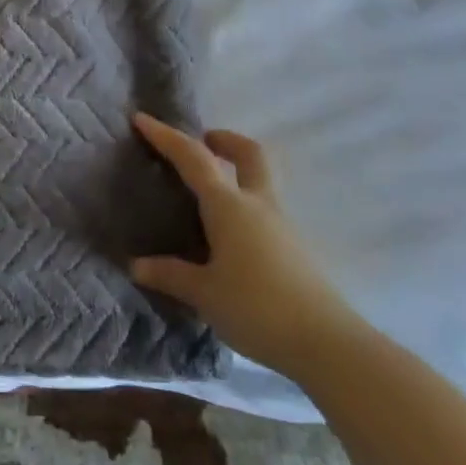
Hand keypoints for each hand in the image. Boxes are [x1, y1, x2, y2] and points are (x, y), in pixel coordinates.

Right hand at [129, 115, 363, 378]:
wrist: (328, 345)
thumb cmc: (257, 307)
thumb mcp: (203, 293)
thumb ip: (169, 274)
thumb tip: (137, 265)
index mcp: (228, 206)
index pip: (192, 158)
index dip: (166, 136)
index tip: (141, 119)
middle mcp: (257, 205)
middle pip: (249, 154)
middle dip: (225, 140)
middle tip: (203, 142)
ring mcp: (282, 226)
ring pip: (260, 183)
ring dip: (237, 174)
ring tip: (207, 196)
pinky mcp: (295, 250)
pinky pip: (264, 213)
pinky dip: (244, 208)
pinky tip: (229, 238)